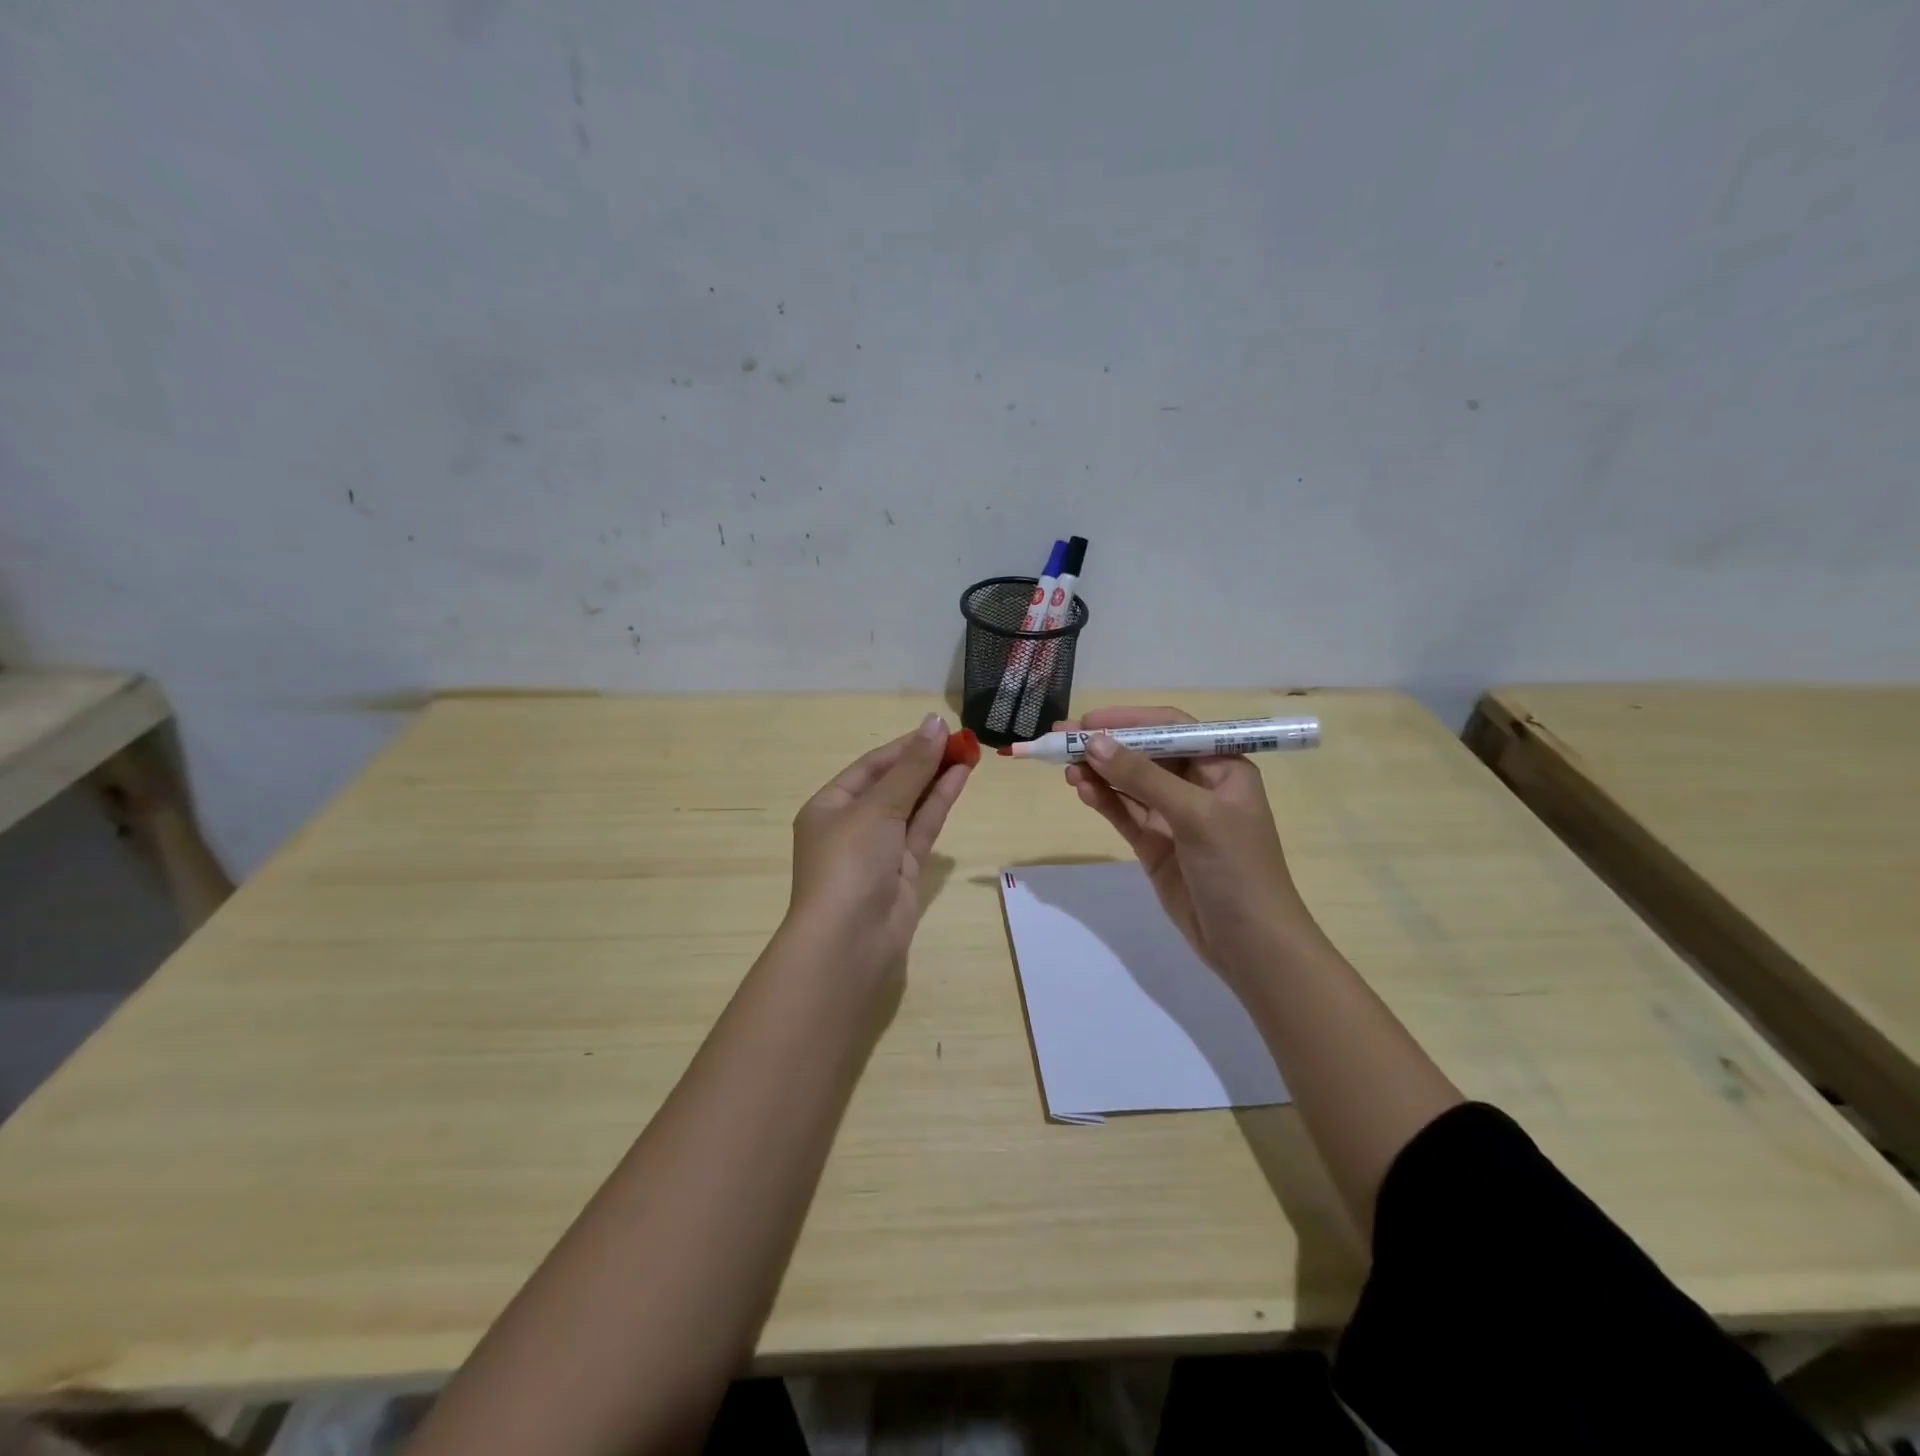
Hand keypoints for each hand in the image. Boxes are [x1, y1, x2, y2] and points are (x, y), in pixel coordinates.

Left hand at [786, 713, 970, 982]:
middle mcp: (852, 826)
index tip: (938, 729)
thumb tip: (935, 723)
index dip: (905, 746)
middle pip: (892, 784)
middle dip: (924, 762)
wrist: (850, 941)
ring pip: (911, 806)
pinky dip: (939, 804)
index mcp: (829, 807)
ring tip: (969, 752)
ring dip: (936, 780)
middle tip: (961, 739)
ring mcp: (879, 851)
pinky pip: (922, 829)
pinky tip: (960, 778)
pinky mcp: (903, 871)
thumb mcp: (878, 807)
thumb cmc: (850, 862)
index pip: (870, 767)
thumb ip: (912, 767)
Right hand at [1064, 706, 1317, 988]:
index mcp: (1222, 767)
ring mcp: (1174, 817)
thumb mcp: (1195, 815)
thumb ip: (1143, 778)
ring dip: (1099, 774)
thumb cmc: (1237, 869)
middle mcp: (1197, 786)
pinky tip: (1082, 790)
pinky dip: (1103, 801)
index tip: (1088, 721)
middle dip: (1106, 746)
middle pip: (1144, 754)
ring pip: (1129, 784)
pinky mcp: (1156, 845)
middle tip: (1061, 739)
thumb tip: (1094, 743)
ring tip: (1065, 769)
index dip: (1129, 721)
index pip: (1171, 728)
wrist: (1251, 946)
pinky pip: (1125, 814)